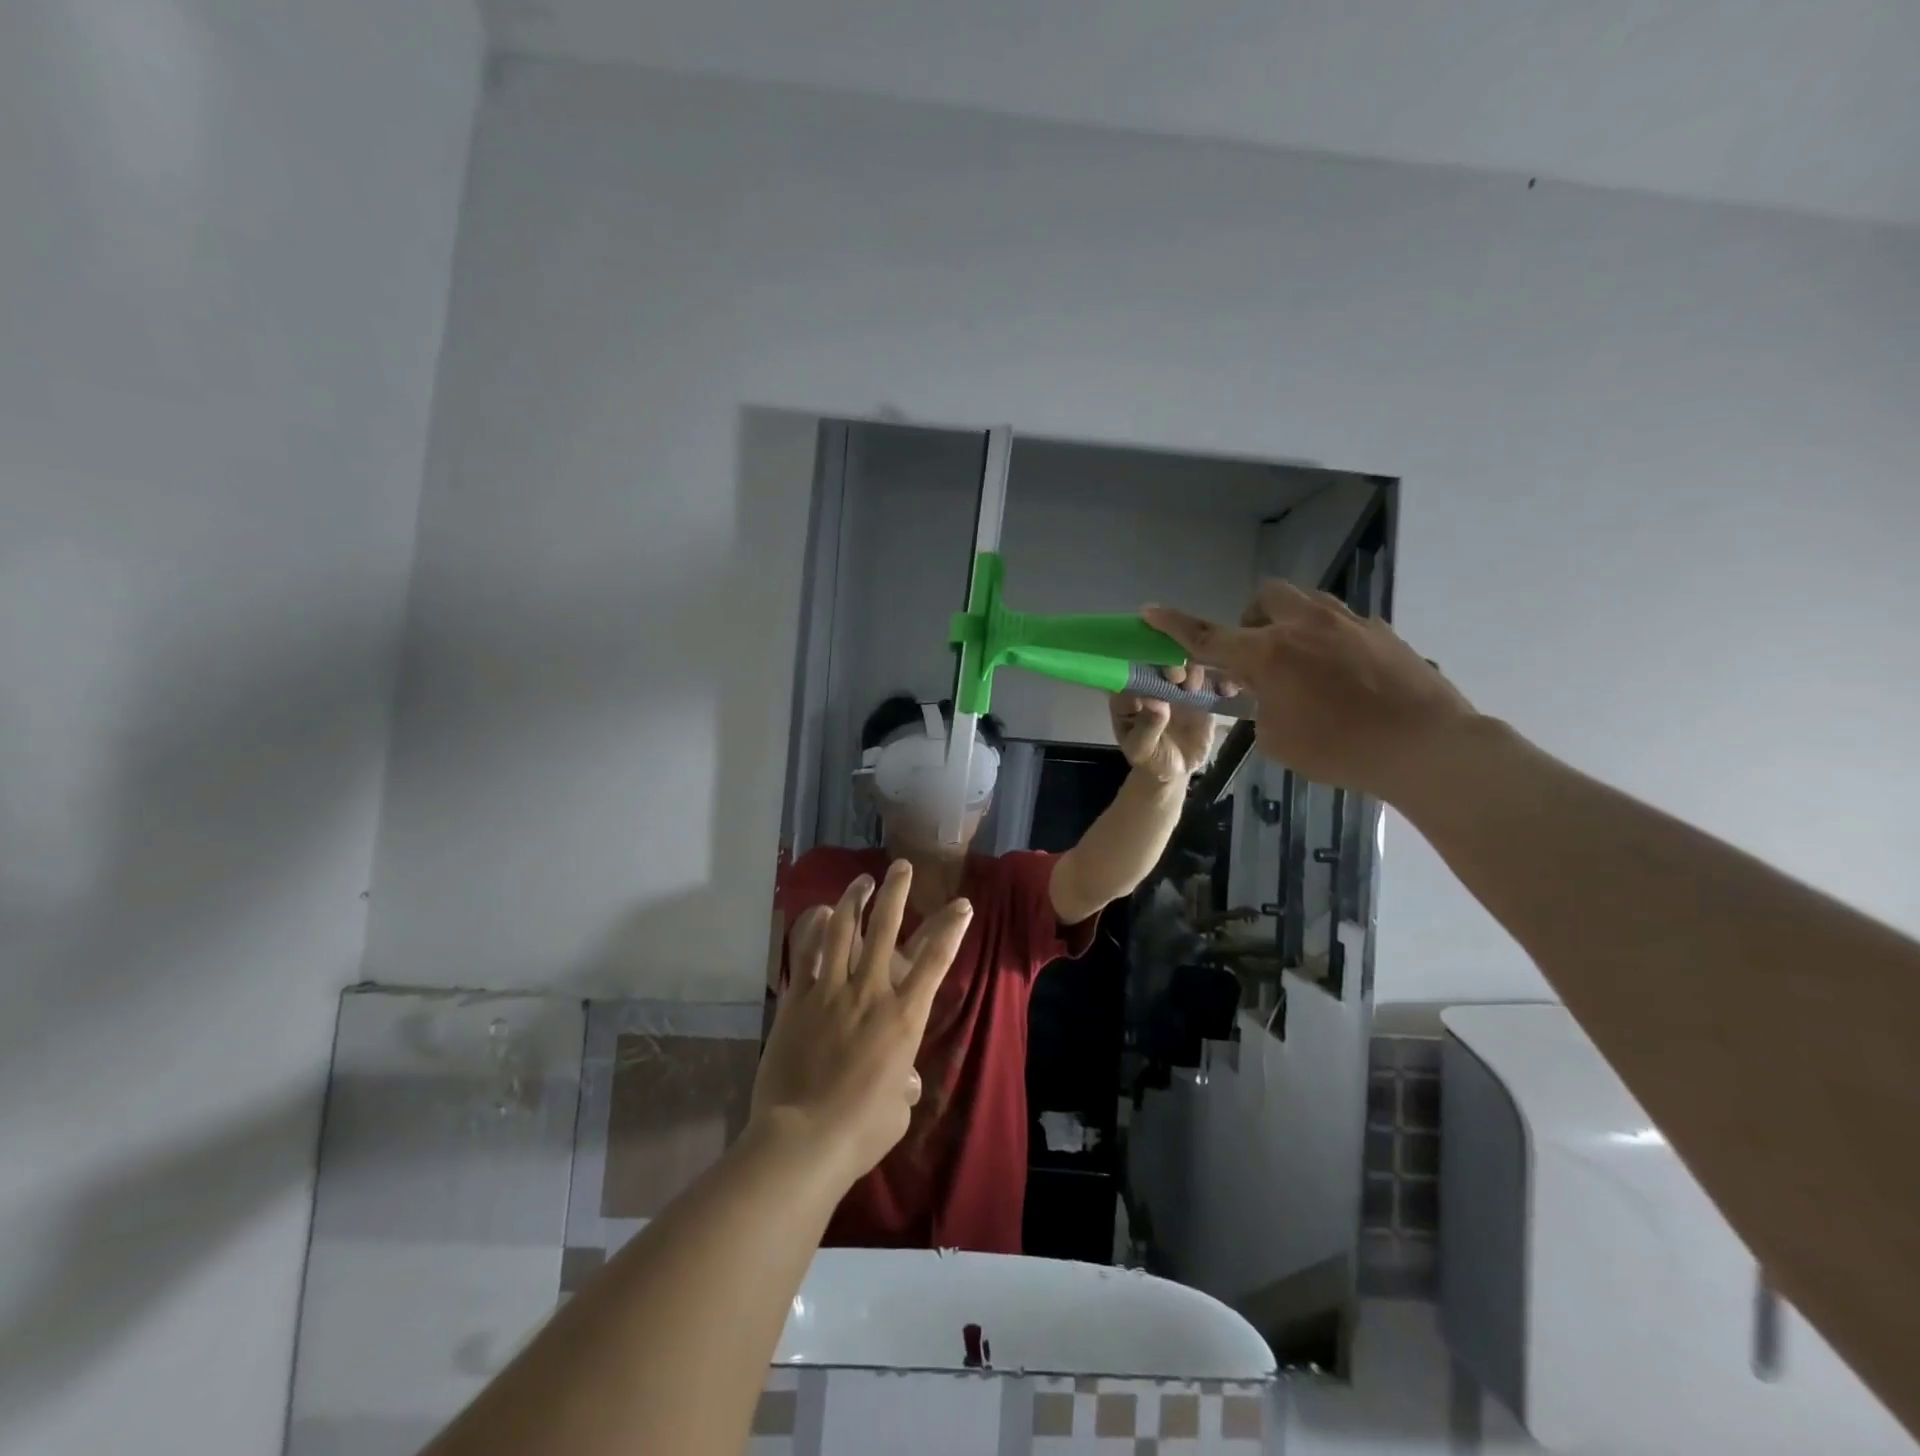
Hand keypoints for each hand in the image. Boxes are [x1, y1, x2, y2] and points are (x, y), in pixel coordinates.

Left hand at [752, 863, 972, 1186]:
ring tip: (863, 880)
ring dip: (855, 900)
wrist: (804, 1138)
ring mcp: (830, 991)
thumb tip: (904, 1081)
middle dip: (897, 893)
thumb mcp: (898, 1109)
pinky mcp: (797, 1000)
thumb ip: (904, 1085)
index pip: (935, 961)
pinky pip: (806, 954)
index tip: (962, 904)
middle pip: (886, 929)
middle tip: (902, 866)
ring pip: (844, 931)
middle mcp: (870, 992)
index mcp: (904, 1017)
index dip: (951, 928)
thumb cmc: (861, 1130)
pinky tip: (819, 911)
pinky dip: (813, 929)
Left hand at [1109, 664, 1220, 782]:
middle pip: (1161, 663)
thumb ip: (1146, 727)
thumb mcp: (1142, 749)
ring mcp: (1178, 686)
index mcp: (1129, 694)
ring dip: (1193, 670)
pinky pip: (1212, 683)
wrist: (1176, 769)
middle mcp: (1153, 683)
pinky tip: (1226, 690)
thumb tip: (1155, 702)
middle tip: (1177, 677)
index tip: (1154, 675)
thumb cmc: (1150, 758)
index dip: (1143, 669)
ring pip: (1187, 667)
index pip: (1131, 673)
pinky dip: (1222, 681)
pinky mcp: (1201, 692)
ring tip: (1194, 687)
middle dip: (1169, 664)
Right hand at [1143, 581, 1477, 800]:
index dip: (1175, 626)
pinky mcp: (1381, 632)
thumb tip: (1267, 696)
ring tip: (1303, 664)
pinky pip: (1342, 623)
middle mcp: (1304, 626)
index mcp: (1269, 654)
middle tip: (1259, 656)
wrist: (1426, 746)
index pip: (1208, 637)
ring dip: (1292, 624)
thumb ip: (1260, 709)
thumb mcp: (1278, 740)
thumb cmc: (1340, 750)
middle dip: (1253, 620)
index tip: (1150, 610)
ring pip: (1307, 603)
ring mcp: (1348, 623)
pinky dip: (1329, 641)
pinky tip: (1345, 677)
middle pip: (1265, 597)